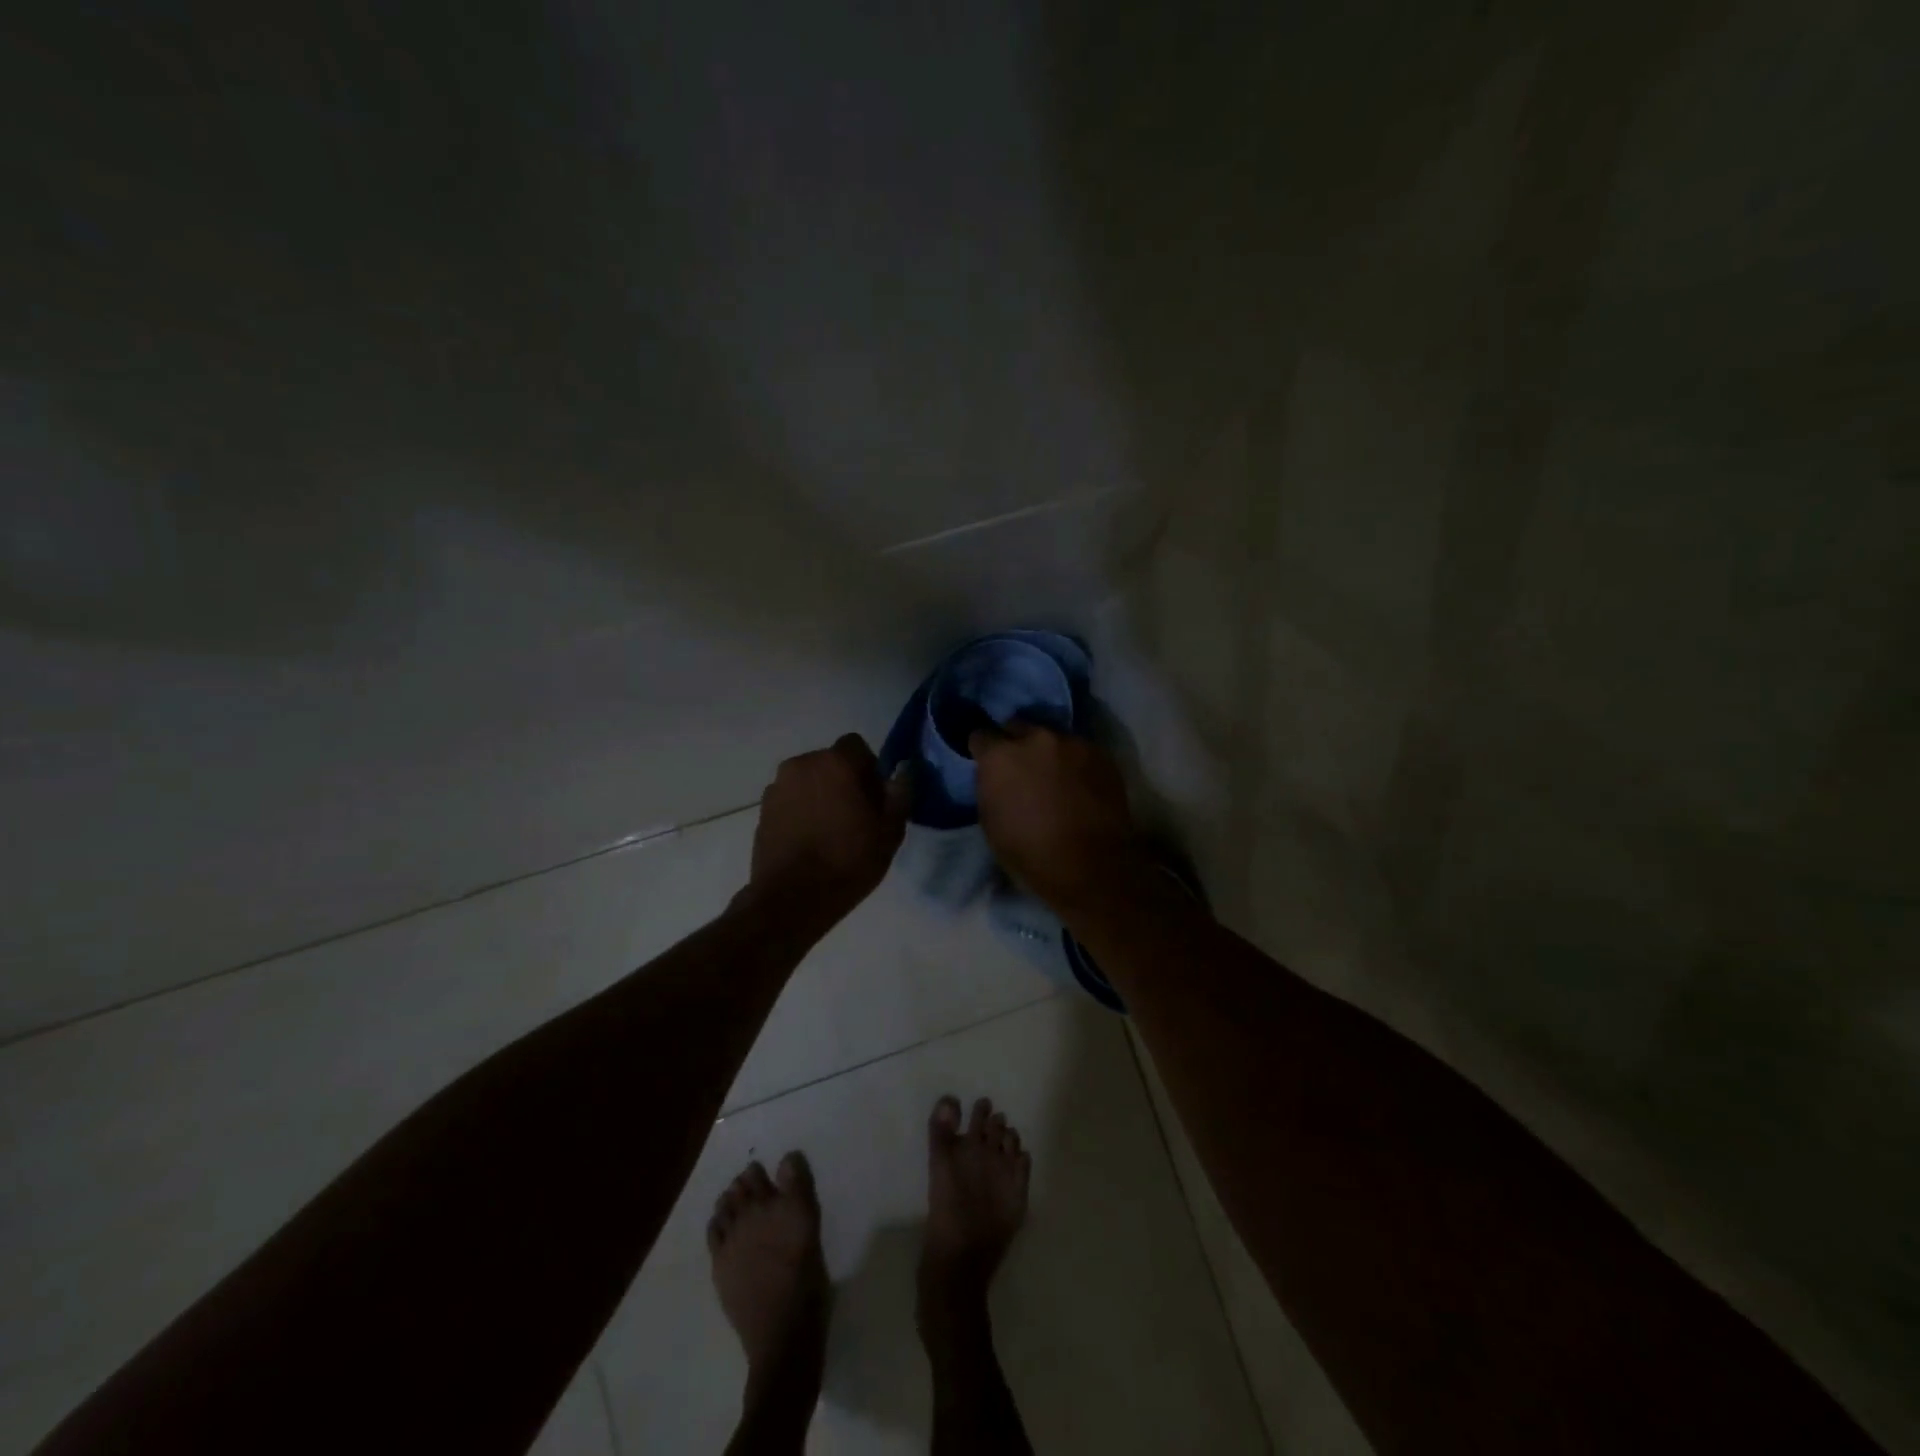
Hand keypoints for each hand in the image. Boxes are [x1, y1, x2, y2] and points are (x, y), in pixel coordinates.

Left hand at [747, 734, 909, 929]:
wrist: (792, 899)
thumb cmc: (848, 861)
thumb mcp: (890, 831)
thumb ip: (900, 793)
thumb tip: (904, 770)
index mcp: (836, 763)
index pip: (856, 746)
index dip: (869, 768)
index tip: (875, 798)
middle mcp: (802, 765)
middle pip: (830, 762)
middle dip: (844, 780)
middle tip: (856, 816)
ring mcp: (777, 787)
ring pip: (808, 781)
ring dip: (820, 795)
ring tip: (830, 831)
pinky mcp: (762, 810)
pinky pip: (790, 800)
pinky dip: (801, 811)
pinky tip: (810, 841)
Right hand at [968, 721, 1143, 915]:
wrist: (1091, 867)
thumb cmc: (1030, 854)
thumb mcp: (991, 823)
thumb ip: (991, 787)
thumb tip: (997, 778)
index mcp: (1000, 756)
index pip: (981, 736)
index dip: (983, 751)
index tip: (986, 763)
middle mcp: (1036, 738)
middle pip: (1018, 727)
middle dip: (1015, 743)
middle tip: (1020, 768)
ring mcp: (1073, 743)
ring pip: (1053, 738)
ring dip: (1048, 752)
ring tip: (1055, 777)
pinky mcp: (1102, 754)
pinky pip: (1080, 751)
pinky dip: (1076, 763)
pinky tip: (1080, 785)